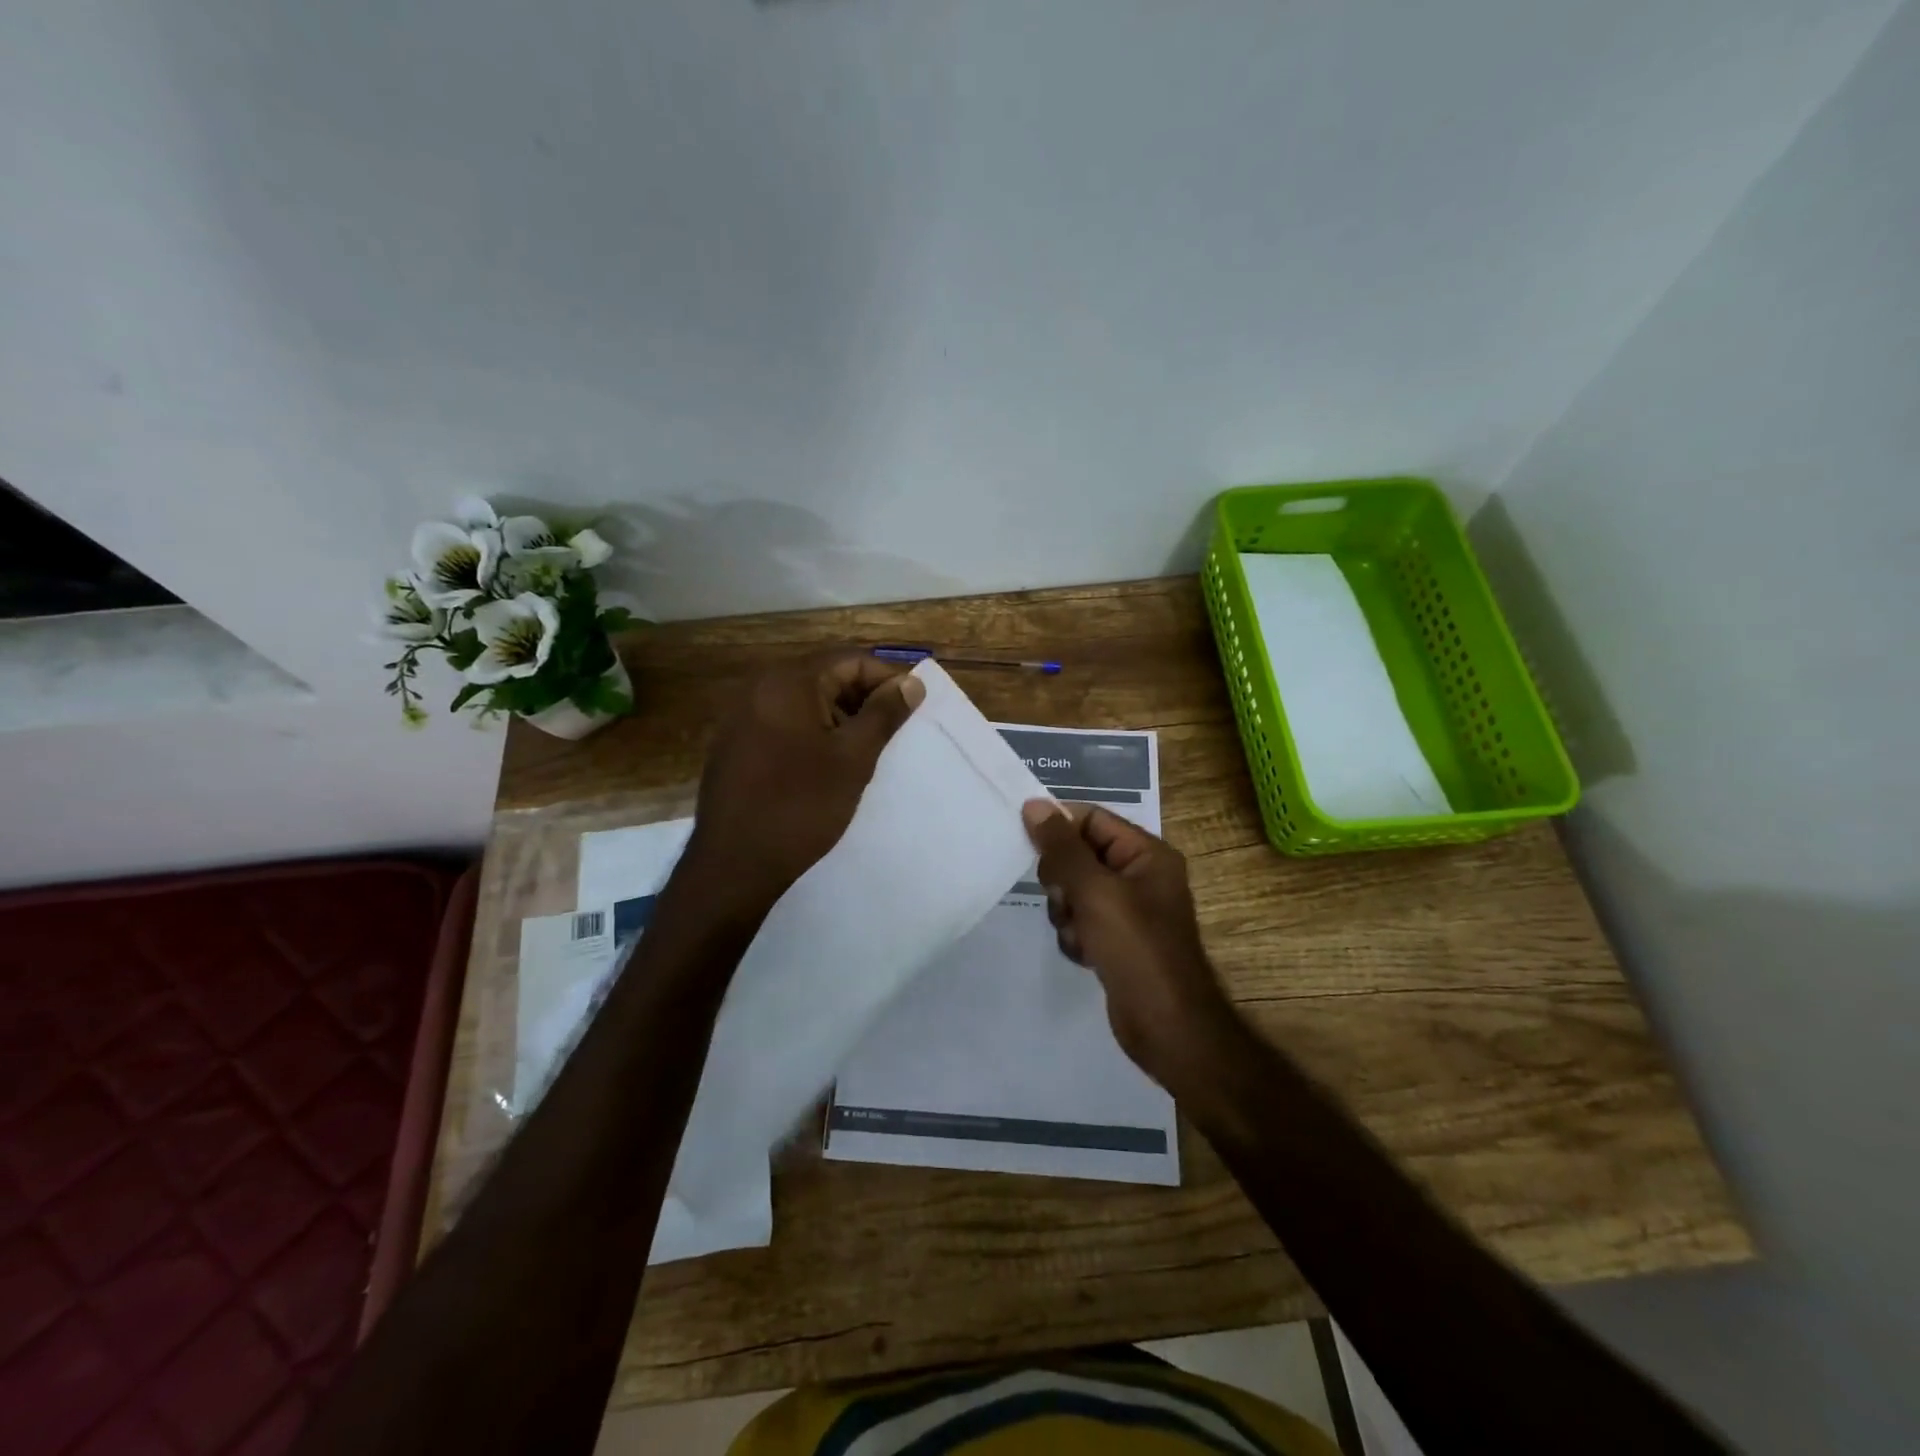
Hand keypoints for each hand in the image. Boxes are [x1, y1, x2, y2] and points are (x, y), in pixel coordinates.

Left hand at [683, 653, 924, 915]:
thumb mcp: (853, 759)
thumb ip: (884, 714)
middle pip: (824, 675)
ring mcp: (740, 717)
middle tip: (893, 729)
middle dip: (863, 696)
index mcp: (788, 682)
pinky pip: (782, 722)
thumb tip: (910, 684)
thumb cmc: (801, 806)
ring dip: (839, 716)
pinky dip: (812, 732)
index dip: (887, 677)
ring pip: (804, 701)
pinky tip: (827, 763)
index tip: (913, 705)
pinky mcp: (733, 744)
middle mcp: (758, 688)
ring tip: (865, 749)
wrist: (734, 865)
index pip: (849, 659)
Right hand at [1022, 801, 1240, 1084]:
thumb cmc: (1137, 948)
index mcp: (1146, 854)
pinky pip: (1080, 921)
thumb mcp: (1095, 891)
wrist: (1168, 1026)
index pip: (1092, 820)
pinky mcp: (1116, 940)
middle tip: (1068, 899)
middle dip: (1063, 880)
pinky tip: (1088, 956)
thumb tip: (1033, 805)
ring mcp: (1128, 911)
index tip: (1024, 838)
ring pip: (1073, 891)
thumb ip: (1061, 847)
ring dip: (1067, 912)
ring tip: (1083, 934)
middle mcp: (1139, 876)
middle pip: (1078, 855)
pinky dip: (1076, 936)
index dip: (1058, 826)